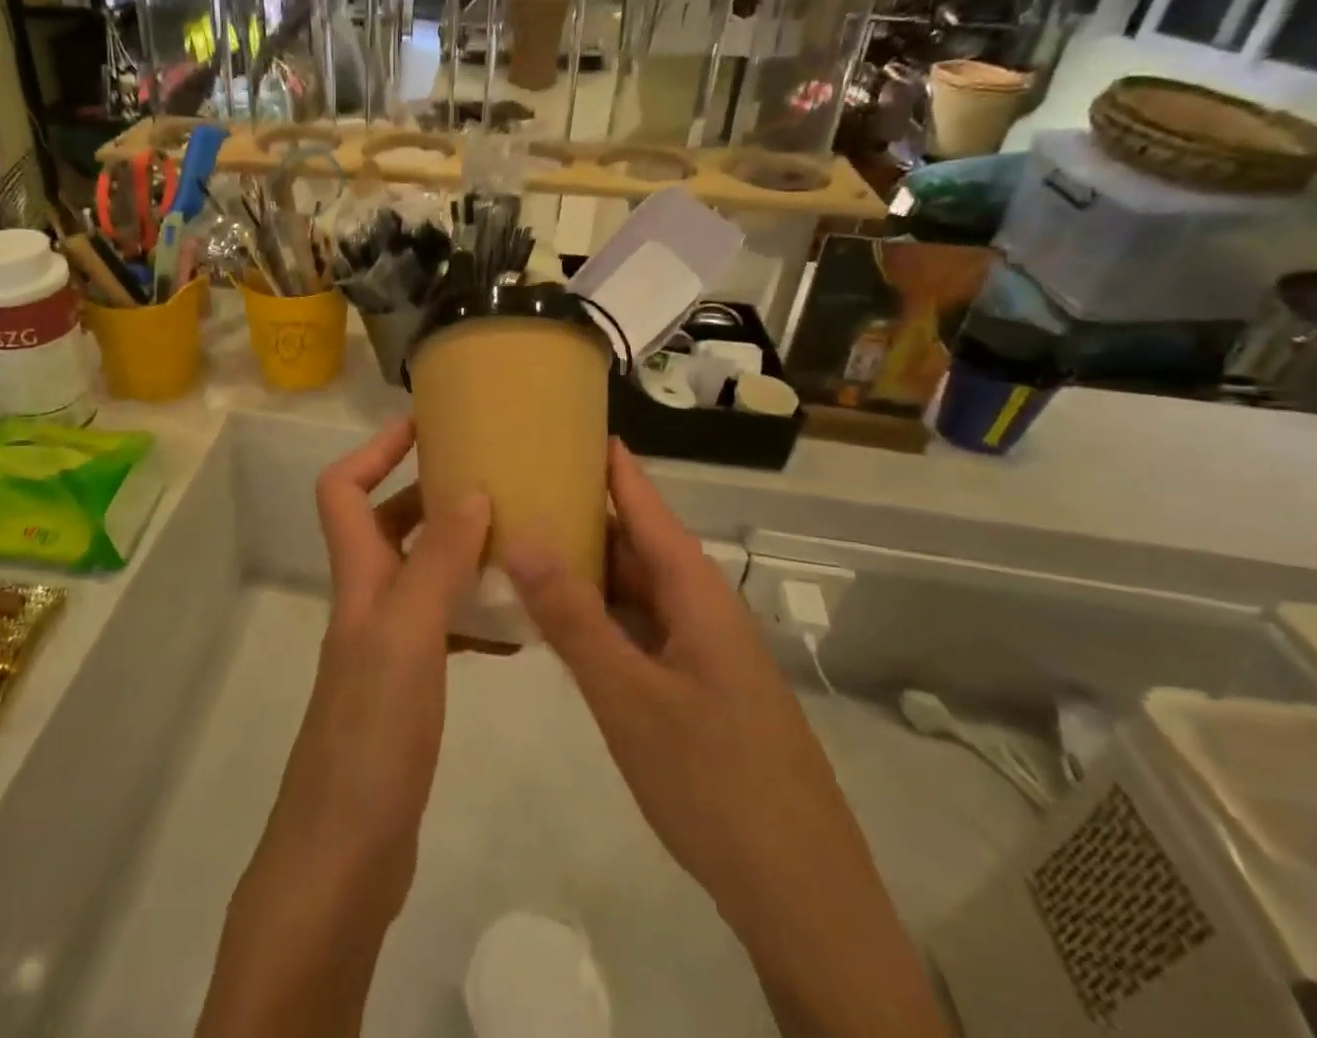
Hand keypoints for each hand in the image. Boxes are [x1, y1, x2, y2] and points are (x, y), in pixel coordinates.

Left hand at [198, 417, 488, 1037]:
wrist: (343, 858)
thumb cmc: (371, 738)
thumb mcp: (408, 637)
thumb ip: (436, 563)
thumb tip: (469, 490)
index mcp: (358, 580)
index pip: (342, 488)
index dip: (375, 449)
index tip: (424, 425)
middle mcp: (367, 602)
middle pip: (387, 524)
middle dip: (430, 493)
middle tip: (492, 479)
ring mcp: (385, 646)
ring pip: (420, 573)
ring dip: (459, 550)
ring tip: (516, 538)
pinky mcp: (406, 688)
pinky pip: (442, 626)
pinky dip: (473, 610)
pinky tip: (516, 620)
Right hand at [503, 440, 949, 1037]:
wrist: (800, 896)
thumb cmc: (715, 782)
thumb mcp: (630, 697)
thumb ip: (574, 617)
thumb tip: (523, 537)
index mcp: (695, 592)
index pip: (645, 503)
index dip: (610, 462)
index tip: (566, 421)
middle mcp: (699, 608)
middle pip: (634, 542)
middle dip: (580, 511)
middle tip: (516, 484)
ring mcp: (698, 649)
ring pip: (633, 589)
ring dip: (584, 566)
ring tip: (522, 538)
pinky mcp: (692, 686)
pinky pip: (636, 629)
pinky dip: (596, 614)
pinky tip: (556, 617)